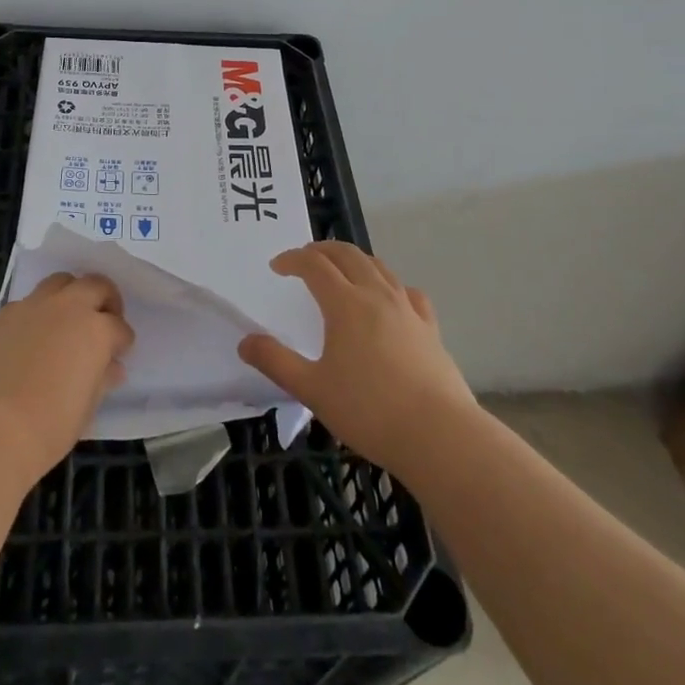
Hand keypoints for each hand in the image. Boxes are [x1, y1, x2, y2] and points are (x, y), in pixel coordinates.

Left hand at [0, 273, 134, 483]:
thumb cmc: (48, 428)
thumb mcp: (87, 408)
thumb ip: (101, 378)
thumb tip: (110, 367)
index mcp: (95, 330)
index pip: (119, 327)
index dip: (122, 340)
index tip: (119, 353)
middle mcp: (66, 308)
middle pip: (94, 285)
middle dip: (104, 299)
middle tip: (103, 320)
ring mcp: (30, 307)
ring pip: (58, 282)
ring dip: (69, 295)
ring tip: (66, 320)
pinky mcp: (0, 316)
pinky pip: (25, 304)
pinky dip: (35, 314)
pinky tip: (29, 340)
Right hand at [238, 241, 474, 473]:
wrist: (439, 435)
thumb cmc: (369, 411)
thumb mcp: (313, 390)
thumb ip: (276, 362)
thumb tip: (245, 342)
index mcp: (345, 304)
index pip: (314, 264)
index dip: (292, 259)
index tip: (277, 267)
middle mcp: (376, 295)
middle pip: (347, 254)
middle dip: (322, 249)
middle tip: (304, 258)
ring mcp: (407, 309)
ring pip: (379, 267)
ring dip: (354, 260)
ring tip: (341, 270)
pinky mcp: (429, 328)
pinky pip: (408, 292)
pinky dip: (390, 284)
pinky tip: (390, 298)